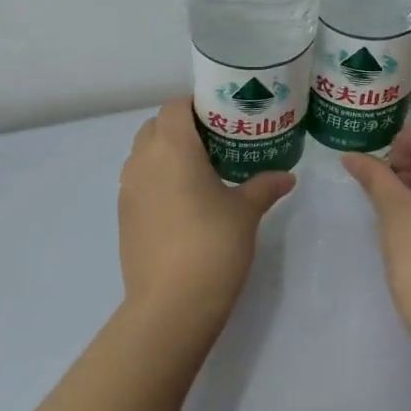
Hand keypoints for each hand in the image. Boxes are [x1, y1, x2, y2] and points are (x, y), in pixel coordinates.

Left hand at [118, 99, 294, 323]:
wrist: (171, 304)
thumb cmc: (212, 246)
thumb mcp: (245, 213)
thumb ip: (264, 187)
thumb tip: (287, 177)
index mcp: (172, 148)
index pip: (175, 106)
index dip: (197, 105)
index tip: (223, 117)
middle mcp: (142, 161)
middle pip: (156, 126)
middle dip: (182, 127)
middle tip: (216, 143)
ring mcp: (128, 190)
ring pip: (144, 154)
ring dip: (166, 153)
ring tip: (200, 172)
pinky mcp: (124, 216)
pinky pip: (139, 182)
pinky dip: (157, 180)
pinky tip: (184, 203)